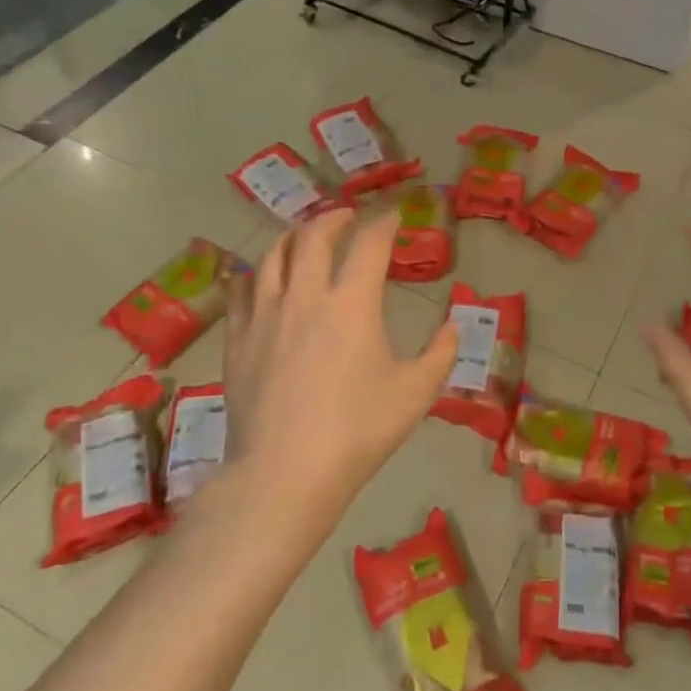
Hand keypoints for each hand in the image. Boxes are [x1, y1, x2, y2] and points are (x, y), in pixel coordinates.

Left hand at [224, 210, 457, 525]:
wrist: (285, 472)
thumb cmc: (358, 430)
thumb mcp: (415, 393)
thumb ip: (440, 354)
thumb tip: (453, 327)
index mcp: (352, 303)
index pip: (369, 244)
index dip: (383, 224)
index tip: (393, 217)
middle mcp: (305, 296)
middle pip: (314, 237)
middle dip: (334, 218)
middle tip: (347, 217)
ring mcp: (265, 315)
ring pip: (273, 256)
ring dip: (293, 237)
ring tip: (304, 236)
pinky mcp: (238, 340)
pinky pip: (241, 291)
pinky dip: (255, 273)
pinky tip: (260, 277)